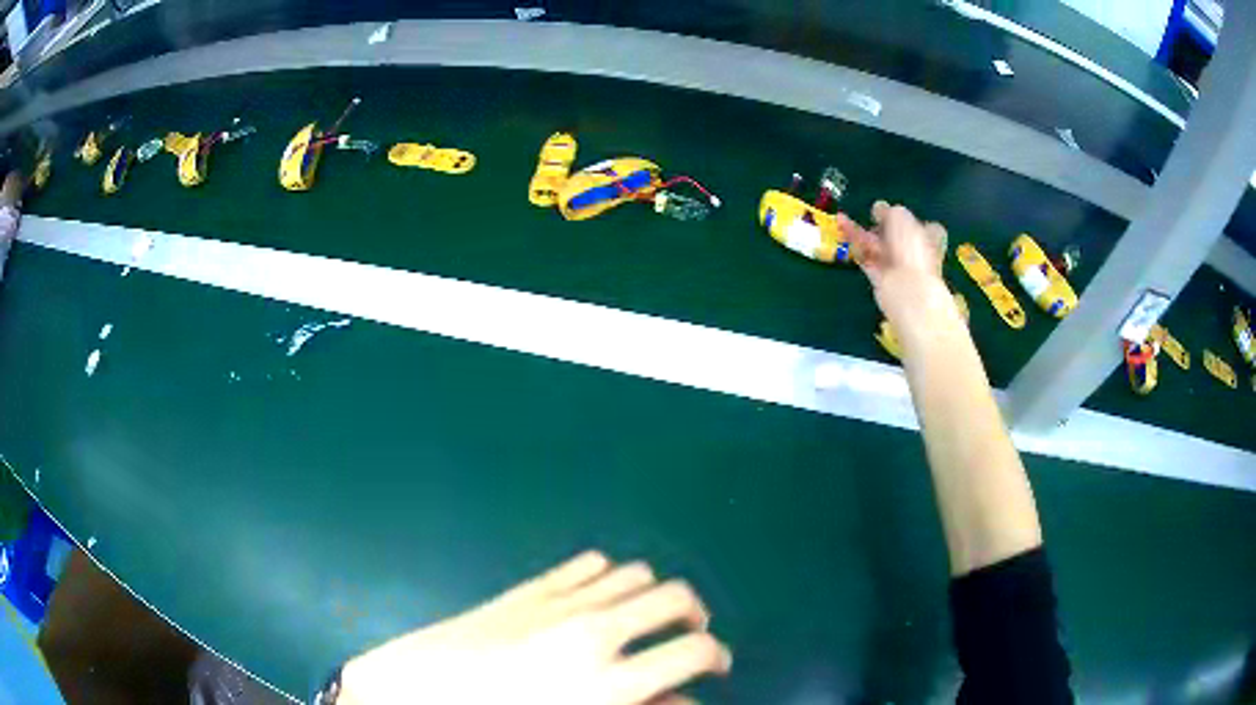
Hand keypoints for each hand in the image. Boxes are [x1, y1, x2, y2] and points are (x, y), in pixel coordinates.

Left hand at [339, 551, 730, 704]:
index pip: (695, 651)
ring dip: (652, 595)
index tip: (714, 667)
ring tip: (644, 618)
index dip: (716, 657)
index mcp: (607, 684)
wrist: (417, 694)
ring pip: (636, 572)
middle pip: (676, 597)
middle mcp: (593, 634)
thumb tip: (682, 697)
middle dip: (695, 616)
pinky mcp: (530, 588)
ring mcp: (559, 603)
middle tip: (687, 637)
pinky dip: (610, 577)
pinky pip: (590, 563)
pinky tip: (599, 599)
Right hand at [838, 201, 954, 330]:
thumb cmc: (911, 248)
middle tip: (869, 215)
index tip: (892, 211)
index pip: (922, 225)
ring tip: (841, 219)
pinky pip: (867, 258)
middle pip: (896, 235)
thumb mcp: (900, 216)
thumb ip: (888, 211)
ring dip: (861, 232)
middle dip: (880, 225)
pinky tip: (843, 231)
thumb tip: (879, 209)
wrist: (907, 288)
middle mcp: (916, 251)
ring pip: (878, 245)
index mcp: (929, 236)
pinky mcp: (881, 277)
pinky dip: (855, 245)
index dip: (907, 218)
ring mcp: (898, 265)